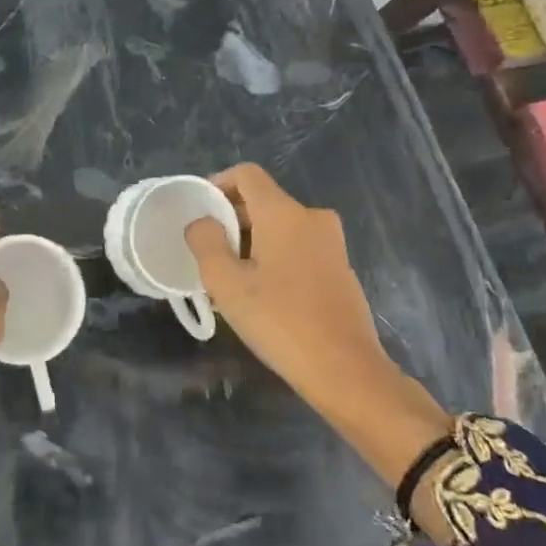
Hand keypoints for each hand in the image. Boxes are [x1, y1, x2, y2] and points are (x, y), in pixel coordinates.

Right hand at [185, 164, 451, 498]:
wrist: (346, 371)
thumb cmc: (279, 321)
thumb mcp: (226, 283)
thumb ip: (205, 242)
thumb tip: (202, 222)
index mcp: (284, 212)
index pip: (246, 174)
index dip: (217, 185)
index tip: (199, 212)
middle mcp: (312, 217)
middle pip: (262, 201)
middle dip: (231, 220)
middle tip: (208, 254)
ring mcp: (331, 243)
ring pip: (280, 227)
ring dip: (251, 243)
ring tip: (230, 279)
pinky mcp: (340, 268)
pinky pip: (298, 247)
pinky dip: (275, 257)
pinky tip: (262, 295)